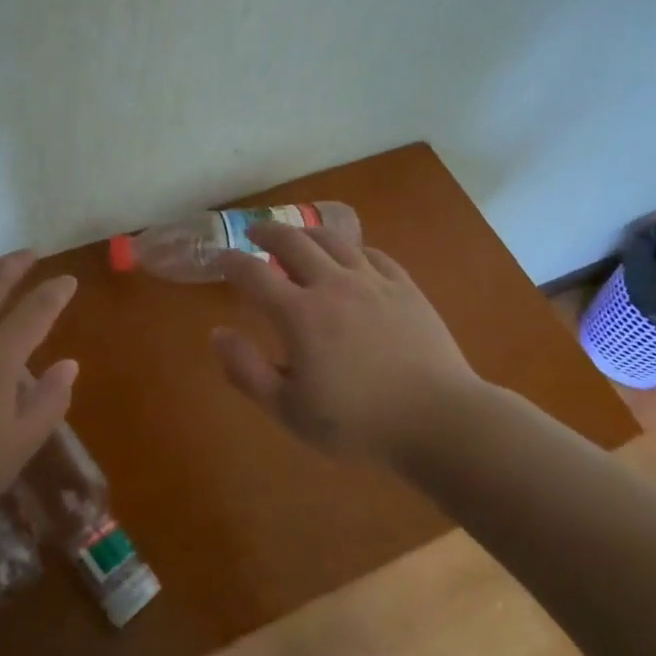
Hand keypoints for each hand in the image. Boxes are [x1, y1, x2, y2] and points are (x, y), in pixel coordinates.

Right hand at [210, 222, 480, 466]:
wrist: (438, 420)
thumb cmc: (358, 423)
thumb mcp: (290, 410)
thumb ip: (247, 371)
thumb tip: (217, 334)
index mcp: (299, 314)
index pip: (254, 274)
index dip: (231, 262)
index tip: (220, 258)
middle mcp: (332, 285)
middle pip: (293, 242)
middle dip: (267, 233)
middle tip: (255, 234)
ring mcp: (373, 282)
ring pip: (333, 240)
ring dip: (308, 233)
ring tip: (297, 236)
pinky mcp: (405, 287)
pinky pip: (373, 254)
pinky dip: (353, 249)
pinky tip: (351, 255)